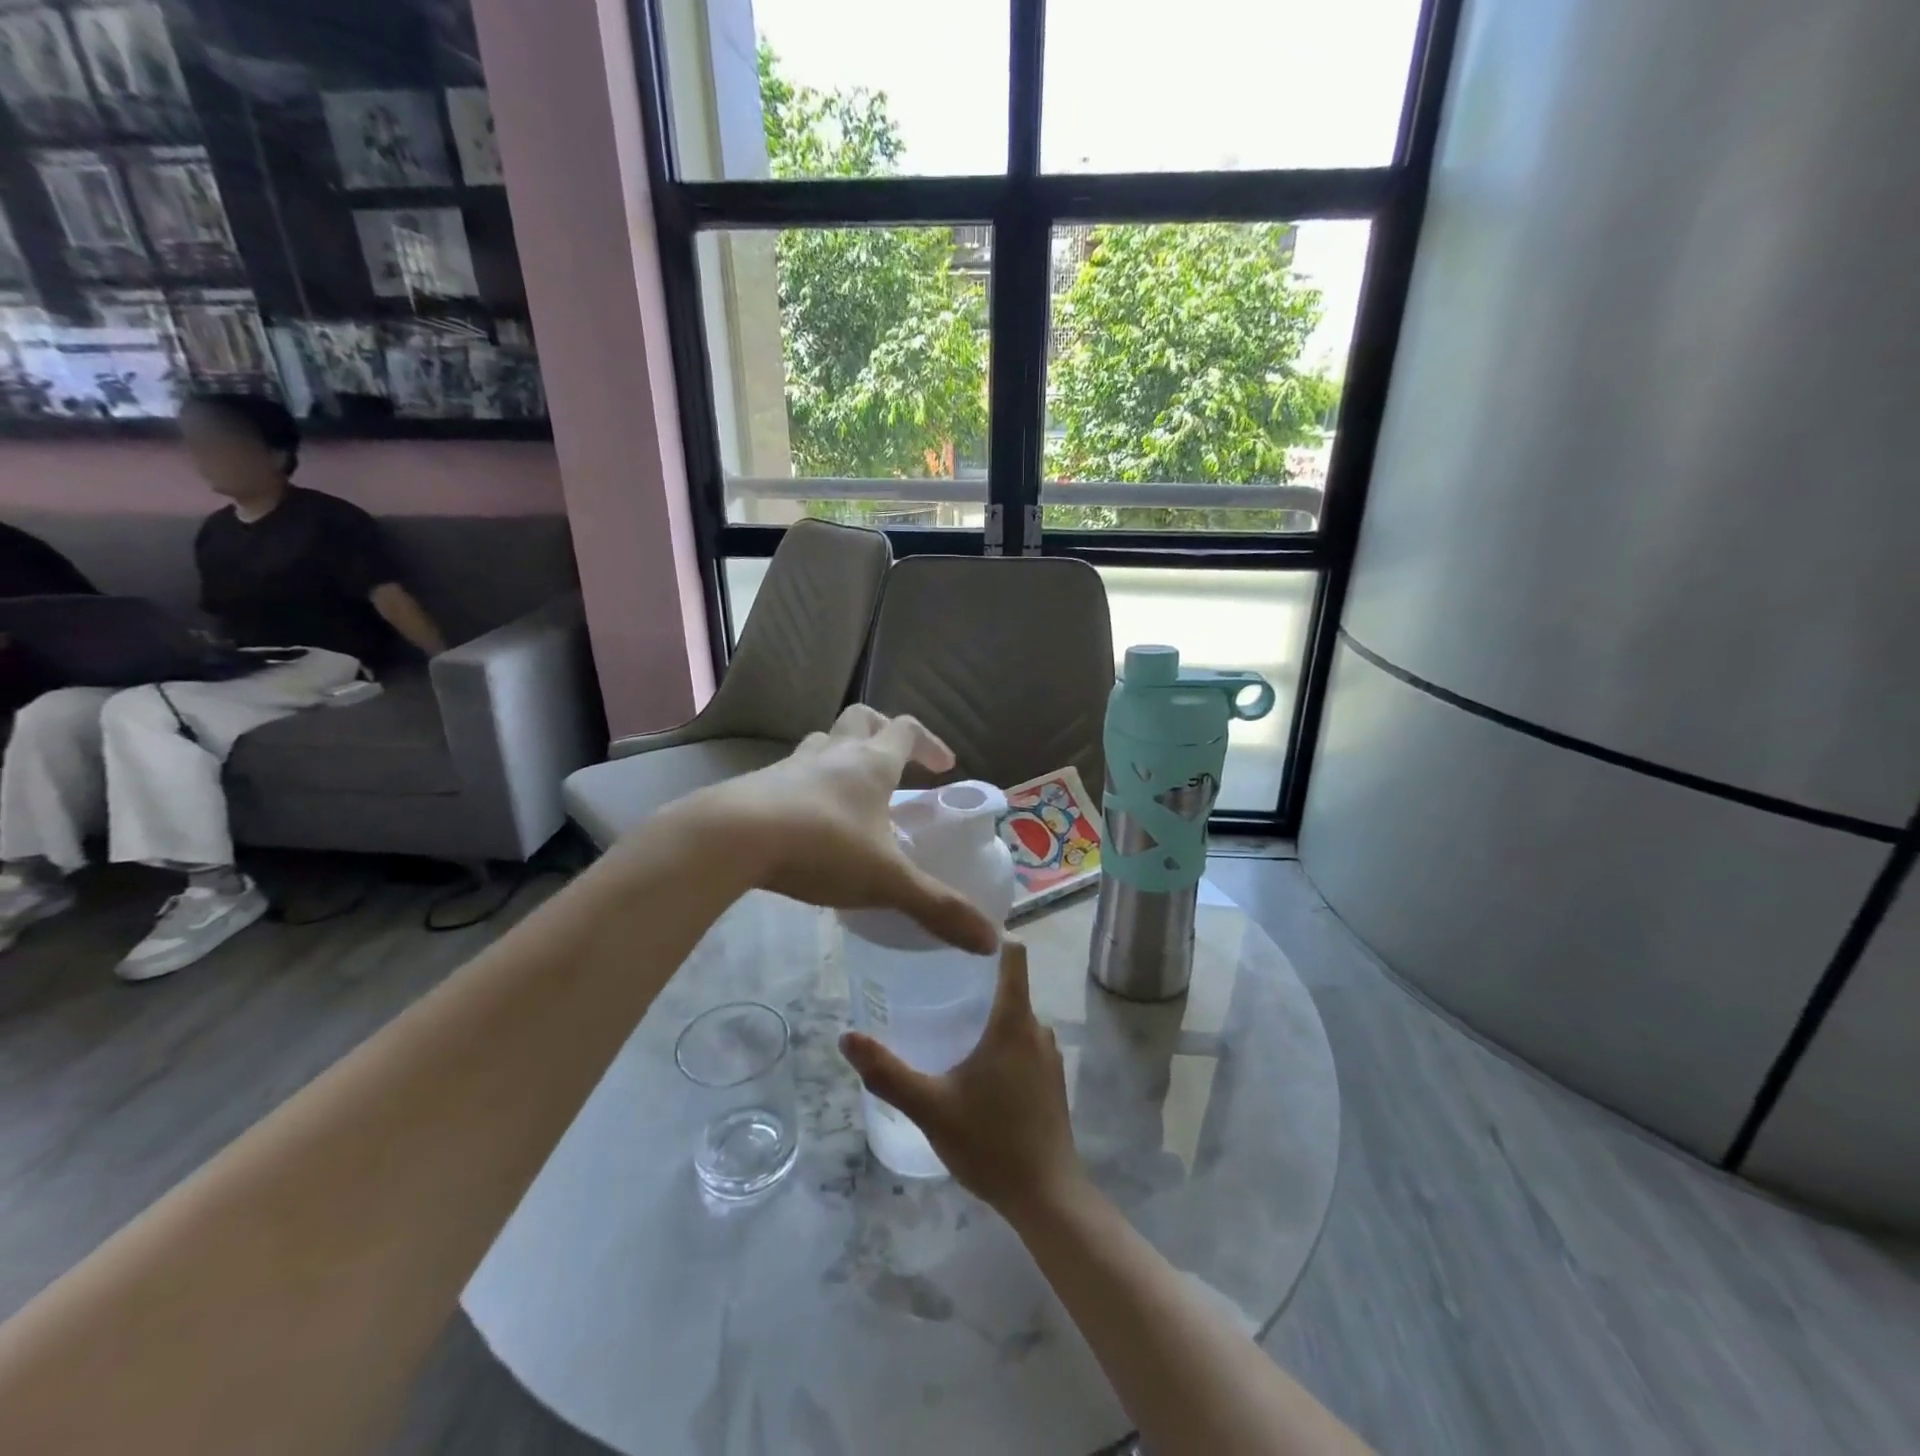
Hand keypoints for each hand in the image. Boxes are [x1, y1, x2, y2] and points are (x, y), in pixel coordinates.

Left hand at [670, 705, 998, 954]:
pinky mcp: (757, 785)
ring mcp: (791, 766)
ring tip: (852, 790)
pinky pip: (791, 773)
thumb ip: (938, 908)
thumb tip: (992, 942)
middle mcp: (833, 754)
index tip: (945, 766)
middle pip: (862, 719)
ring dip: (841, 755)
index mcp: (870, 764)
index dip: (931, 743)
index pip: (907, 731)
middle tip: (897, 763)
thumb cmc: (821, 847)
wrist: (730, 839)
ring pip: (823, 742)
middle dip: (884, 733)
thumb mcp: (887, 881)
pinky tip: (807, 820)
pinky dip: (807, 785)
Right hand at [841, 940, 1084, 1217]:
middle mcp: (1037, 1029)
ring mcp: (1049, 1056)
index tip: (959, 933)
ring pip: (1016, 1017)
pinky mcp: (1052, 1081)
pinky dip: (1001, 1040)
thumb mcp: (931, 1107)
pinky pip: (1024, 1042)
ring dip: (987, 1013)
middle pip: (1010, 985)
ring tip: (948, 1019)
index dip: (990, 937)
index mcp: (1014, 1021)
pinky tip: (974, 1065)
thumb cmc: (991, 1142)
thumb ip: (888, 1073)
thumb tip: (847, 1037)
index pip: (1014, 955)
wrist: (1047, 1197)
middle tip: (935, 978)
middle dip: (976, 979)